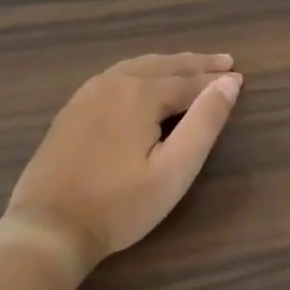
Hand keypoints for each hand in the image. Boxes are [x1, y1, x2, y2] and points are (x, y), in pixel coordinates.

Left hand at [3, 54, 242, 272]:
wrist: (49, 228)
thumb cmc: (120, 205)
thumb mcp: (174, 170)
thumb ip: (204, 123)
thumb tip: (228, 84)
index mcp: (140, 94)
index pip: (189, 82)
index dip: (216, 82)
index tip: (240, 79)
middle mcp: (113, 83)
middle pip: (163, 66)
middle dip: (196, 65)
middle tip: (224, 62)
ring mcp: (87, 94)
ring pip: (137, 67)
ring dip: (169, 64)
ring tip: (192, 65)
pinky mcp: (72, 109)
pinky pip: (116, 76)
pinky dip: (142, 71)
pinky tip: (146, 79)